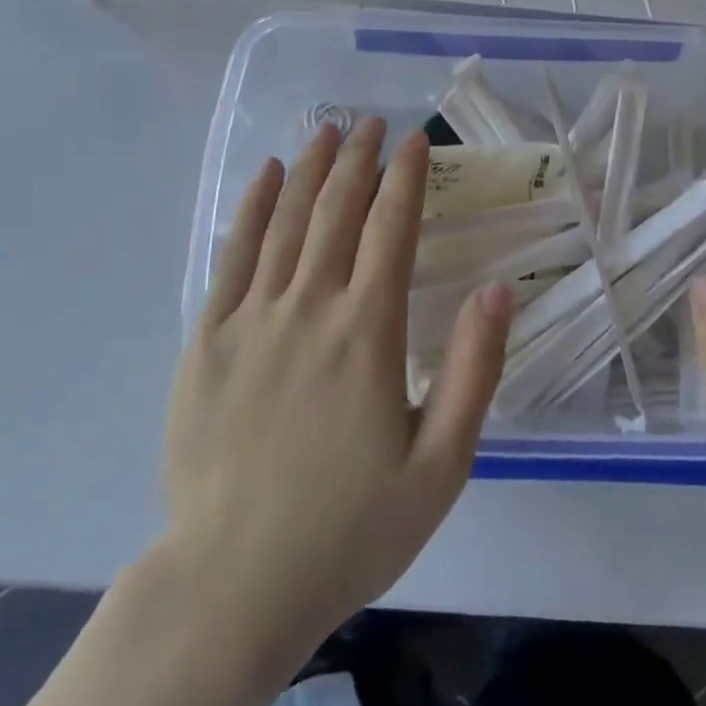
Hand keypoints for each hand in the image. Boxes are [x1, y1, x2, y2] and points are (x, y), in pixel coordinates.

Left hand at [161, 119, 513, 660]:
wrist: (233, 583)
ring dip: (310, 169)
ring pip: (288, 220)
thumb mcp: (439, 465)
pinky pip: (233, 253)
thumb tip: (497, 289)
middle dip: (359, 159)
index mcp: (368, 331)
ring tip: (326, 131)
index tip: (414, 141)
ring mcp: (253, 316)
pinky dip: (252, 206)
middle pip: (339, 210)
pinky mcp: (208, 336)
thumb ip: (472, 370)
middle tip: (371, 122)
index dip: (406, 178)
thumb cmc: (349, 528)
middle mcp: (311, 305)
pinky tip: (265, 175)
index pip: (393, 228)